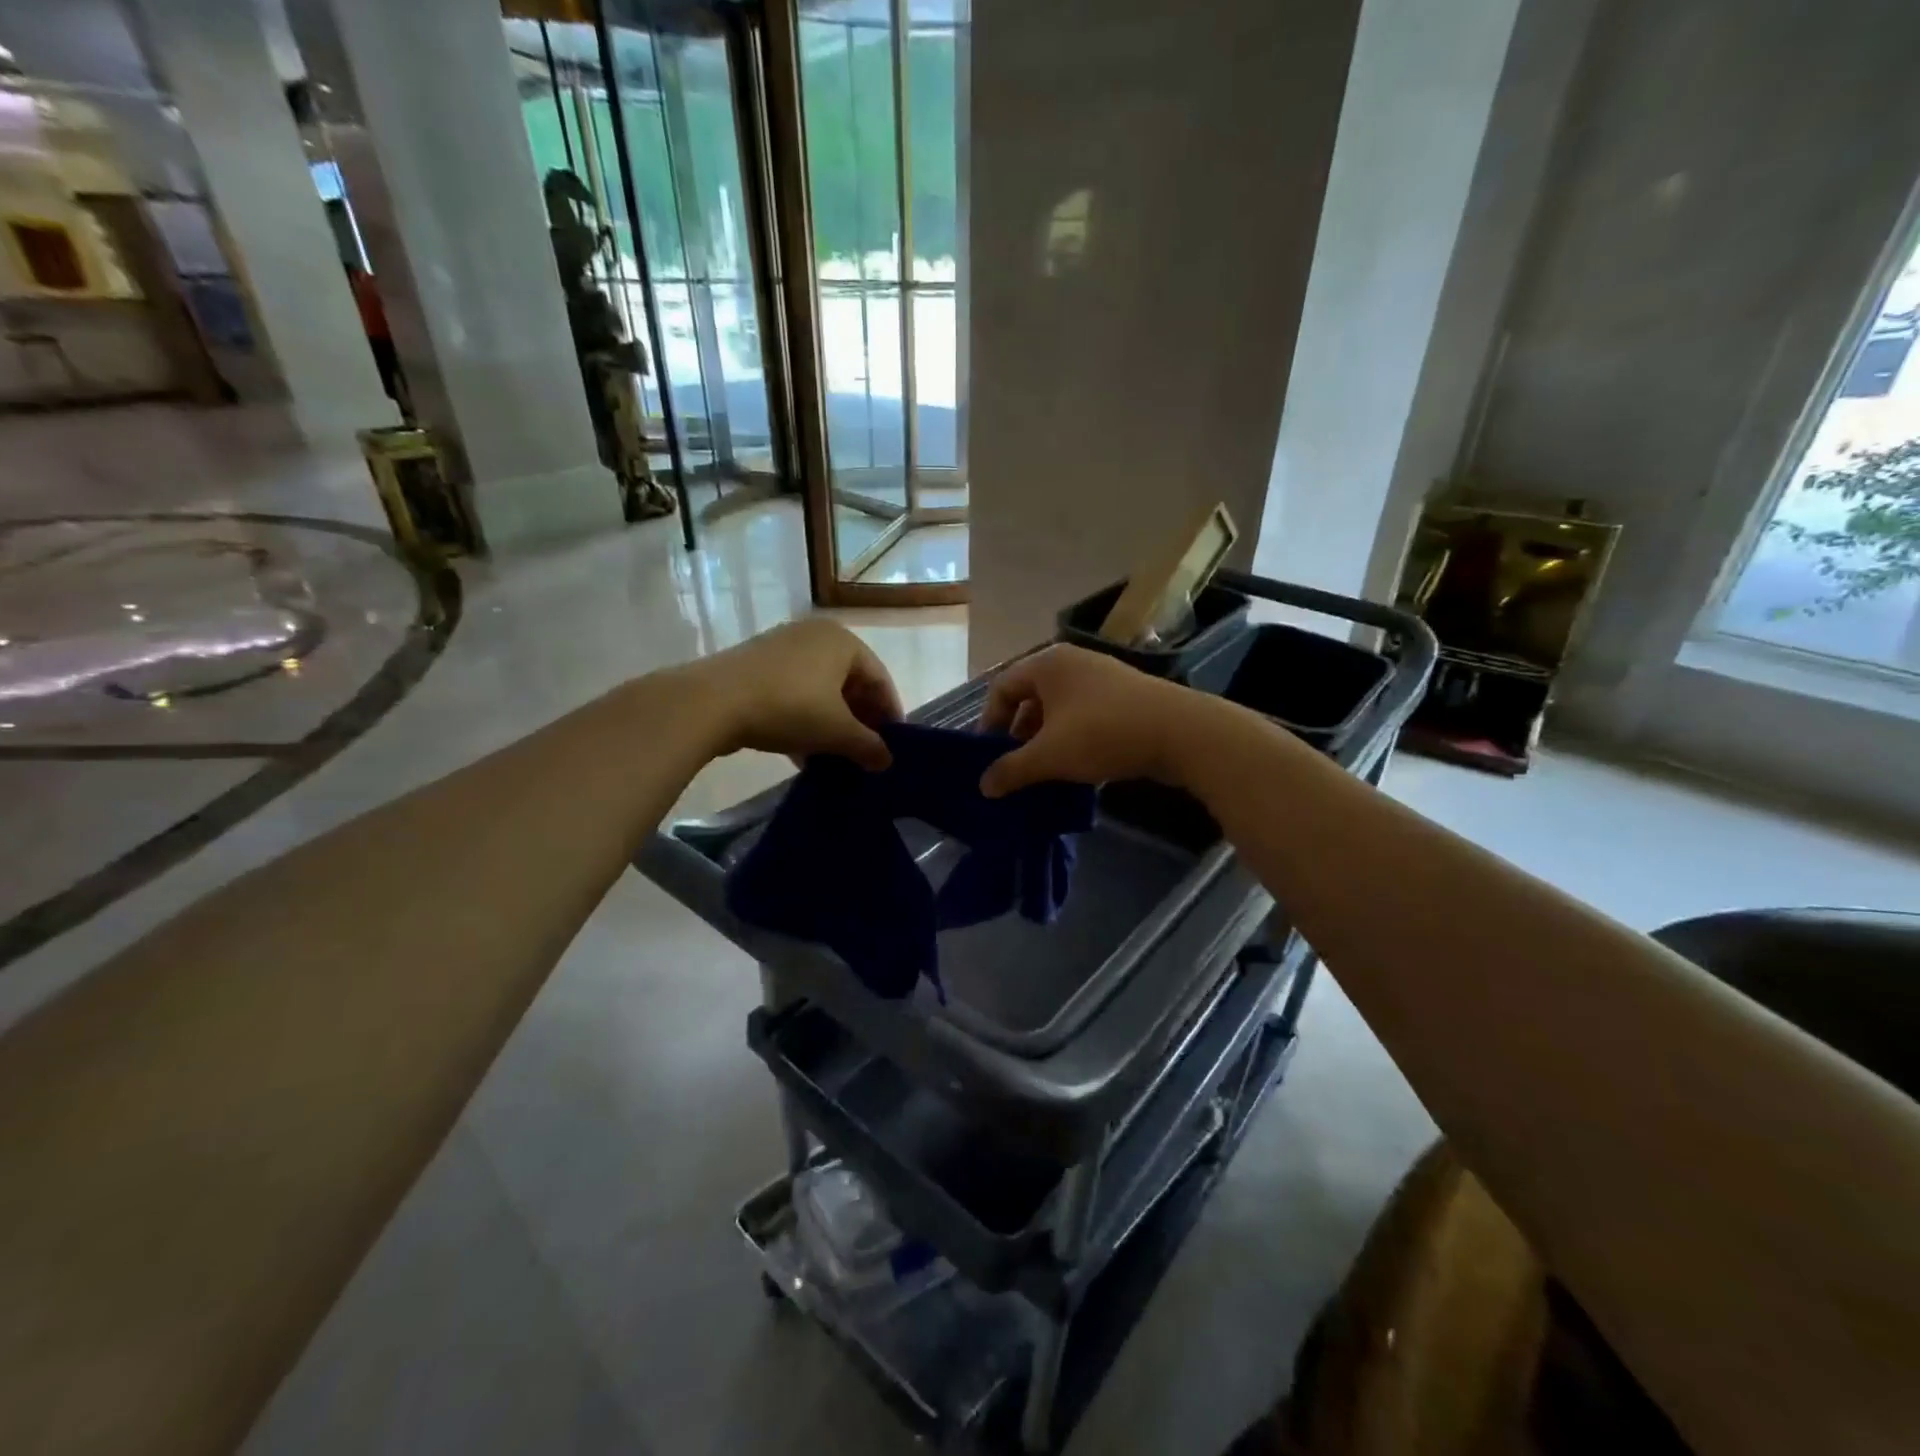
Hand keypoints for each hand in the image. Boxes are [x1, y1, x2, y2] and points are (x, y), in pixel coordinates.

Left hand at [686, 618, 902, 769]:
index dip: (890, 716)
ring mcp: (782, 648)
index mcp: (843, 641)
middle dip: (859, 722)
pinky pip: (793, 693)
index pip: (880, 679)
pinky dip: (804, 720)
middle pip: (850, 684)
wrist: (711, 702)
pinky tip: (802, 753)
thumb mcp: (836, 731)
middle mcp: (815, 636)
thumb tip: (887, 761)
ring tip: (835, 759)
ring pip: (820, 691)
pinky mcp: (756, 666)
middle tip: (864, 754)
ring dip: (831, 725)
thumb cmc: (789, 707)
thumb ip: (868, 746)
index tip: (892, 748)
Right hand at [978, 645, 1208, 796]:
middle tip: (1016, 769)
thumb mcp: (1049, 756)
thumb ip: (1012, 770)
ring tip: (1044, 774)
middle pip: (1031, 698)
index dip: (990, 723)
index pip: (1002, 688)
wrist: (1180, 733)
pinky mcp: (1125, 698)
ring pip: (1059, 711)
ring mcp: (1102, 679)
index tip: (989, 757)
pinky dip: (1073, 741)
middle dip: (1019, 736)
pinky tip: (1077, 770)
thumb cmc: (1102, 733)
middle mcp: (1072, 663)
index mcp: (1047, 664)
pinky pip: (1085, 717)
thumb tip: (984, 786)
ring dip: (1047, 742)